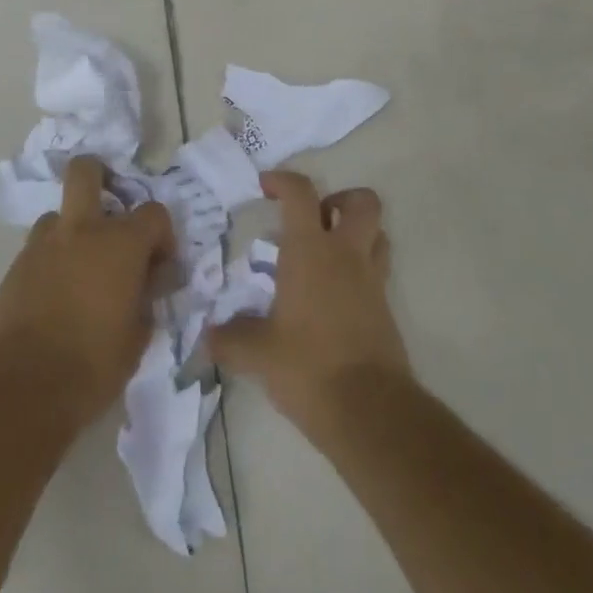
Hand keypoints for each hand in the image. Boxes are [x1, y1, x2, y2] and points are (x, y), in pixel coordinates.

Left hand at [0, 155, 174, 428]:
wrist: (19, 390)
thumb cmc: (91, 366)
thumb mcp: (137, 338)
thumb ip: (146, 300)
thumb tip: (149, 284)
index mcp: (120, 244)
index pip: (154, 213)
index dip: (162, 235)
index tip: (160, 265)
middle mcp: (81, 230)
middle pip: (86, 171)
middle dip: (100, 176)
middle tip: (110, 210)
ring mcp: (42, 245)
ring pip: (59, 214)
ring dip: (73, 231)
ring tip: (80, 268)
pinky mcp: (14, 267)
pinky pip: (39, 249)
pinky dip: (52, 261)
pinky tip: (56, 295)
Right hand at [208, 171, 411, 445]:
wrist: (370, 411)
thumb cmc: (308, 366)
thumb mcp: (259, 354)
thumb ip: (231, 339)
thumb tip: (206, 337)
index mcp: (311, 250)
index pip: (300, 193)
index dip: (282, 180)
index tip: (265, 186)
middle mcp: (346, 254)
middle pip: (362, 202)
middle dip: (339, 199)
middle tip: (313, 220)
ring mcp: (371, 281)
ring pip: (378, 234)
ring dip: (357, 232)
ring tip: (328, 253)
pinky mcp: (386, 311)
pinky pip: (378, 272)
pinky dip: (360, 271)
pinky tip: (335, 298)